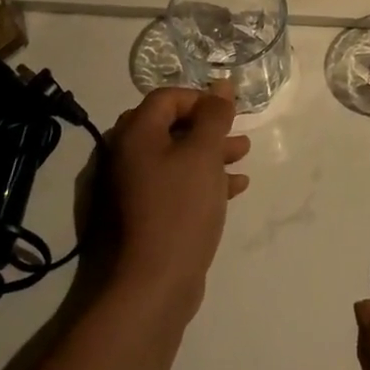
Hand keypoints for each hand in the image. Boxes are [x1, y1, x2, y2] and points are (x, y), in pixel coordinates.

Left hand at [104, 84, 248, 318]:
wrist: (152, 284)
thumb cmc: (180, 209)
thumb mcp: (203, 155)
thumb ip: (214, 116)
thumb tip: (222, 86)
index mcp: (134, 135)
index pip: (166, 98)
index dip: (200, 98)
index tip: (229, 112)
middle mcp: (126, 156)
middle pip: (170, 126)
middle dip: (208, 128)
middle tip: (238, 134)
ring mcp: (131, 188)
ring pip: (175, 157)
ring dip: (209, 153)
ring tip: (243, 157)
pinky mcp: (143, 215)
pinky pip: (174, 185)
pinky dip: (202, 180)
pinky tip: (233, 188)